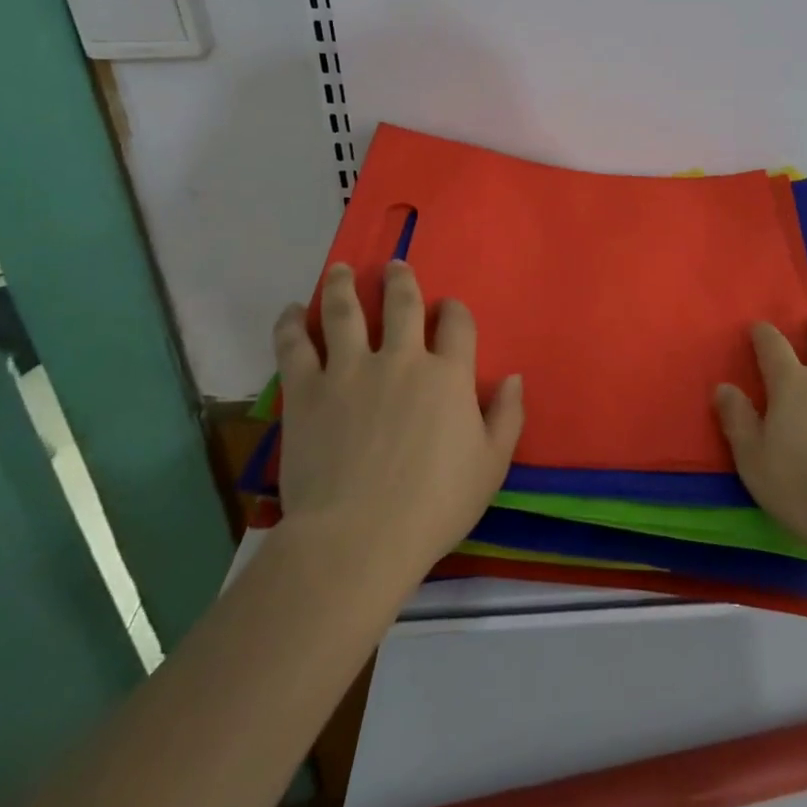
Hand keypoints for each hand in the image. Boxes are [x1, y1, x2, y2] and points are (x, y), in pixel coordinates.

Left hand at [270, 261, 523, 590]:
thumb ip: (507, 416)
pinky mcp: (308, 392)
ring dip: (344, 285)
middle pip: (402, 303)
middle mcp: (402, 359)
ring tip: (342, 269)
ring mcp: (351, 371)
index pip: (457, 322)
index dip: (454, 310)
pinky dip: (292, 324)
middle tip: (393, 266)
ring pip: (346, 312)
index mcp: (449, 374)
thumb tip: (515, 377)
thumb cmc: (433, 506)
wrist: (357, 540)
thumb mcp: (491, 466)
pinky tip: (292, 310)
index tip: (448, 309)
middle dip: (399, 280)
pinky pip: (296, 346)